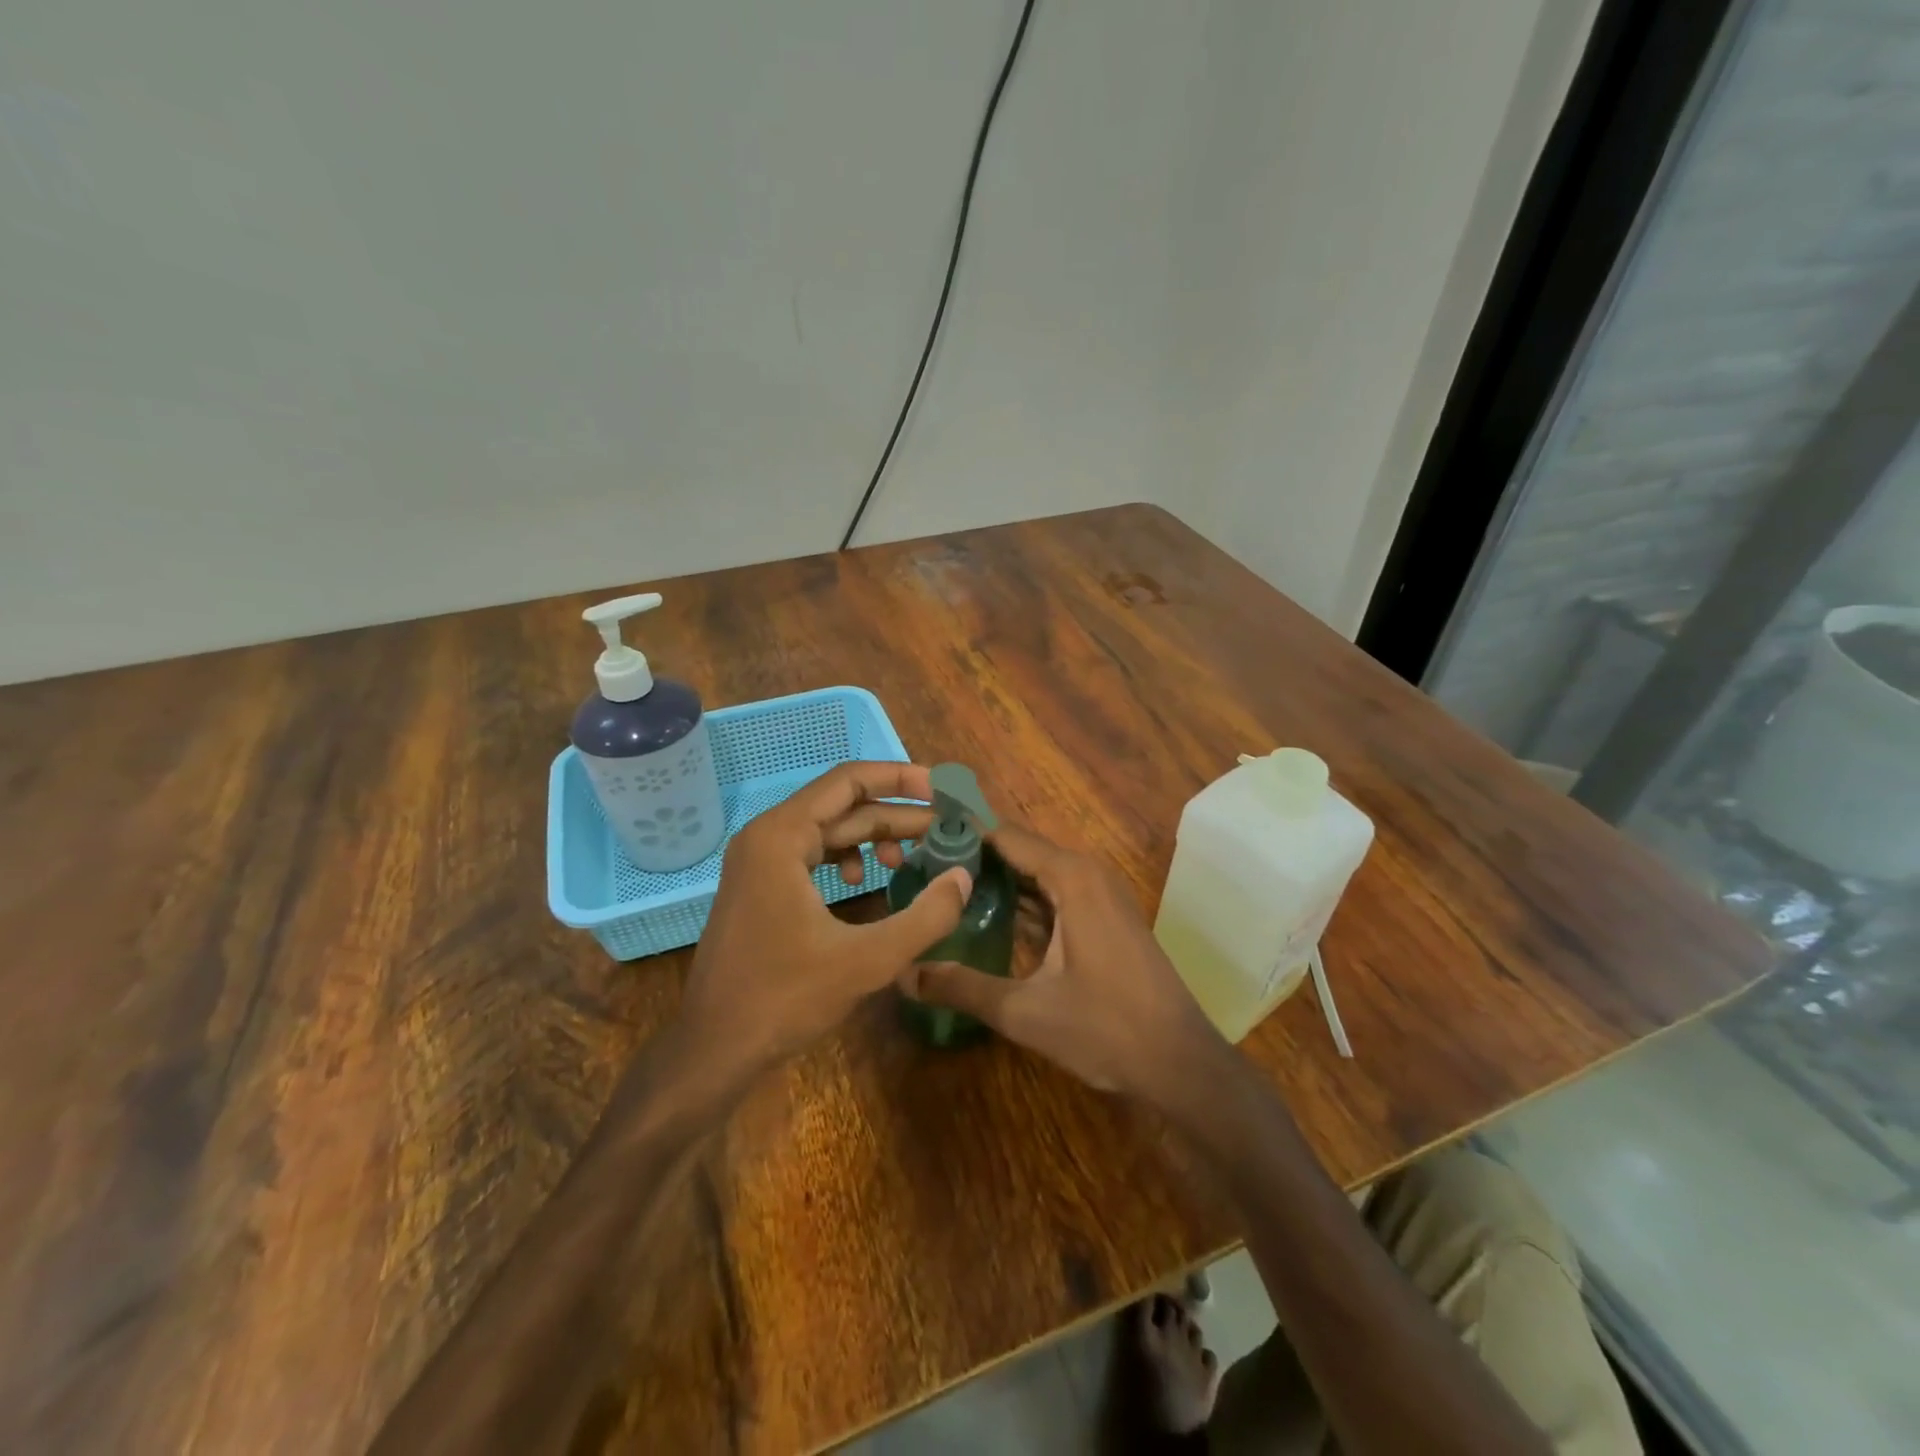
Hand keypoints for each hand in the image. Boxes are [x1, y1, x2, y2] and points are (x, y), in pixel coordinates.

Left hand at [681, 761, 971, 1070]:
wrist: (714, 1049)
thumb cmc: (785, 999)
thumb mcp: (867, 959)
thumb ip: (926, 916)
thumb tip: (963, 877)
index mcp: (781, 836)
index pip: (849, 781)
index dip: (900, 779)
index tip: (943, 791)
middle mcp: (765, 836)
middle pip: (842, 805)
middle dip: (896, 815)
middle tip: (945, 829)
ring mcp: (758, 862)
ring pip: (828, 830)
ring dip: (873, 837)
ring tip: (911, 859)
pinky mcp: (759, 887)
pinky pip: (811, 854)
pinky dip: (845, 858)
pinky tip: (865, 881)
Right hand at [899, 824, 1228, 1103]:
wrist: (1181, 1063)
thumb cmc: (1107, 1029)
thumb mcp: (1026, 1012)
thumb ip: (962, 988)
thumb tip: (903, 974)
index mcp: (1072, 878)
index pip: (1005, 836)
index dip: (962, 834)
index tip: (919, 841)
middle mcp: (1087, 874)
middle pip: (1020, 851)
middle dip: (974, 858)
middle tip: (921, 870)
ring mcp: (1101, 896)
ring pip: (1038, 875)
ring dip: (997, 881)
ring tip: (943, 890)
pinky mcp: (1105, 919)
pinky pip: (1055, 895)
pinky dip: (1022, 902)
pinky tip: (987, 919)